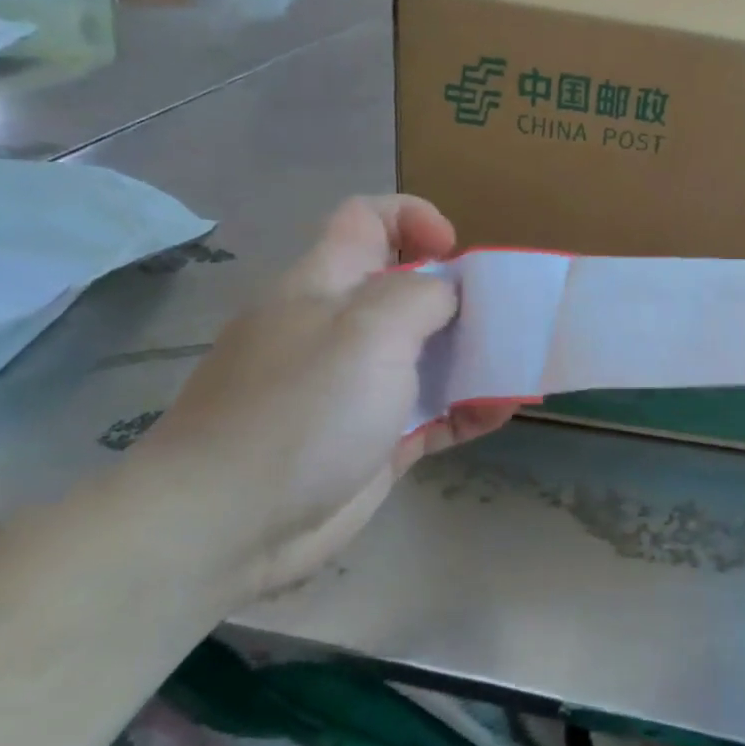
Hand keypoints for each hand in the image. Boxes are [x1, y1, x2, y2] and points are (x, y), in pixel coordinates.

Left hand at [135, 196, 518, 600]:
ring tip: (516, 368)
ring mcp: (357, 390)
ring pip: (425, 357)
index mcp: (324, 285)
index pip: (366, 219)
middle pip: (407, 291)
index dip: (414, 219)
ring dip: (473, 358)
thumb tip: (450, 293)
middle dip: (461, 297)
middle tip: (502, 320)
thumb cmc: (301, 410)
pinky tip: (500, 412)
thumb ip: (421, 296)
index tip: (455, 252)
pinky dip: (466, 409)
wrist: (228, 526)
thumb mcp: (367, 331)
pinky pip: (431, 414)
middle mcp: (340, 331)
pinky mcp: (374, 442)